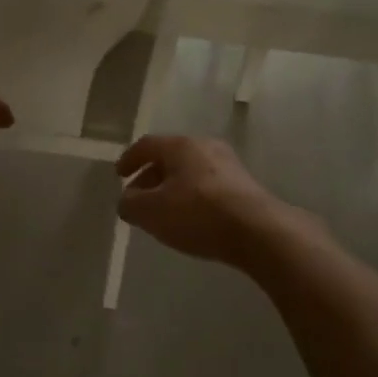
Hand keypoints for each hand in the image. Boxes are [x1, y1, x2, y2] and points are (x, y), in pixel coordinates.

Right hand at [115, 135, 294, 268]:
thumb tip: (126, 201)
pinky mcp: (244, 186)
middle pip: (170, 157)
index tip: (119, 175)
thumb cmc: (198, 214)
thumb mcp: (151, 212)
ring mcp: (229, 165)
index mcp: (181, 145)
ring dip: (172, 189)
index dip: (129, 159)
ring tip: (163, 212)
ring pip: (190, 172)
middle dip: (150, 177)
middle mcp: (205, 146)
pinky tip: (190, 219)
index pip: (147, 145)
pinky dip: (192, 198)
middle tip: (138, 198)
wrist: (258, 231)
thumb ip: (130, 205)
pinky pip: (208, 186)